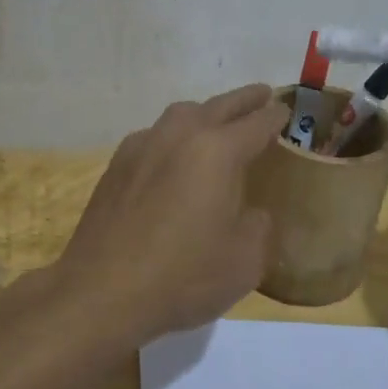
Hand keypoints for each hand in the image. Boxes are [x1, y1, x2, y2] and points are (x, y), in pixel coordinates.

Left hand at [51, 83, 287, 341]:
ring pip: (180, 116)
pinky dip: (173, 137)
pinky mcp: (116, 166)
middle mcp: (178, 136)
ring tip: (217, 123)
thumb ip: (258, 226)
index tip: (285, 112)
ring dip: (204, 113)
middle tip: (261, 96)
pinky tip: (174, 157)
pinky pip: (154, 137)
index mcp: (216, 151)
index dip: (275, 117)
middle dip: (243, 100)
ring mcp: (141, 147)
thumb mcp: (244, 260)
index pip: (256, 123)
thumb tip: (251, 213)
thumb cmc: (182, 276)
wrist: (102, 292)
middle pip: (218, 106)